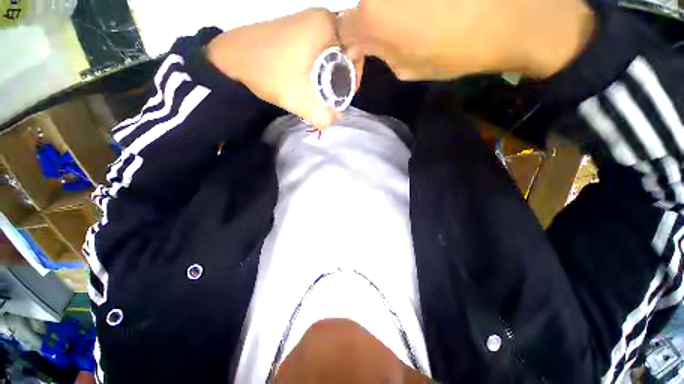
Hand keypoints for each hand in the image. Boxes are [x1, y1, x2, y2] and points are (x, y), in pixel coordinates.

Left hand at [207, 9, 358, 128]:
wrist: (230, 57)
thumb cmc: (268, 72)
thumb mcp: (300, 100)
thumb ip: (323, 116)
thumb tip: (335, 119)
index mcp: (327, 26)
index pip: (356, 54)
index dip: (354, 78)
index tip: (345, 95)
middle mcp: (321, 18)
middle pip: (345, 53)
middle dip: (342, 79)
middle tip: (334, 98)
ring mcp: (308, 22)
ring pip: (332, 53)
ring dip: (331, 75)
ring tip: (322, 93)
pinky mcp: (298, 30)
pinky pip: (320, 51)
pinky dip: (320, 68)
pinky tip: (312, 81)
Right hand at [337, 0, 594, 79]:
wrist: (516, 13)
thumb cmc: (458, 49)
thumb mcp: (408, 67)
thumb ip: (380, 54)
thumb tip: (366, 45)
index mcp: (372, 15)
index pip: (342, 30)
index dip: (349, 44)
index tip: (359, 54)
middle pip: (359, 5)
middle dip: (366, 24)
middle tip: (386, 37)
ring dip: (387, 10)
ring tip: (412, 20)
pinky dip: (405, 5)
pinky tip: (423, 10)